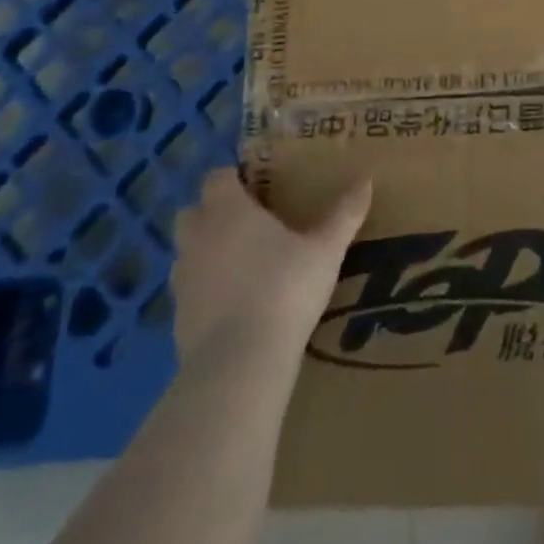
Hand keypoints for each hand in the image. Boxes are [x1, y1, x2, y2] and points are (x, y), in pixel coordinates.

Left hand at [170, 169, 371, 366]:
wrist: (238, 364)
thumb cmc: (284, 289)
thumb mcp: (325, 250)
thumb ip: (344, 214)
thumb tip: (366, 180)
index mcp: (228, 211)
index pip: (217, 178)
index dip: (234, 179)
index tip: (259, 187)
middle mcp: (198, 238)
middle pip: (193, 212)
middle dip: (214, 213)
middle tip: (251, 222)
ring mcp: (183, 281)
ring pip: (188, 253)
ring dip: (208, 252)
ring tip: (245, 264)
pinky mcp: (177, 320)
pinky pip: (190, 292)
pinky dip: (207, 291)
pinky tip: (237, 304)